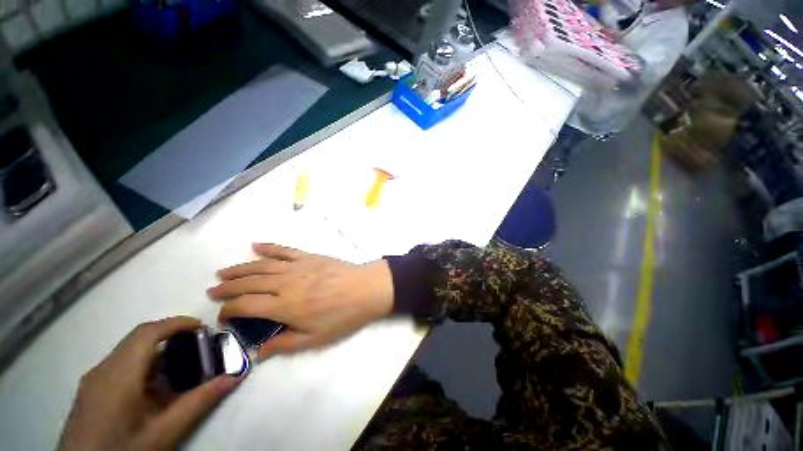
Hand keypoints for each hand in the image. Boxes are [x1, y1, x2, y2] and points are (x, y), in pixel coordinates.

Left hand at [58, 317, 241, 450]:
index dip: (176, 323)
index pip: (147, 333)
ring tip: (178, 372)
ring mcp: (92, 381)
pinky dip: (142, 368)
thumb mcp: (164, 432)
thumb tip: (234, 376)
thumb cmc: (122, 450)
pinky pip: (119, 367)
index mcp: (118, 375)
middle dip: (170, 338)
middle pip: (138, 340)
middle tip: (196, 348)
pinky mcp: (89, 392)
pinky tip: (152, 392)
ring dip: (156, 355)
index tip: (202, 327)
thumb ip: (198, 402)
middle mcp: (102, 370)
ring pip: (128, 354)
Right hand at [208, 244, 393, 359]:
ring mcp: (297, 267)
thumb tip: (257, 353)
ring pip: (261, 266)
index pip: (245, 306)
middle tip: (212, 290)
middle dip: (227, 288)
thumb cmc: (343, 316)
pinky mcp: (309, 257)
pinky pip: (285, 250)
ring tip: (223, 272)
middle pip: (248, 283)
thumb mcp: (315, 339)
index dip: (229, 311)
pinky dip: (269, 247)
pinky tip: (256, 246)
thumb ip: (284, 344)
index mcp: (284, 306)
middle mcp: (285, 283)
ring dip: (240, 269)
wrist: (365, 289)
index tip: (223, 316)